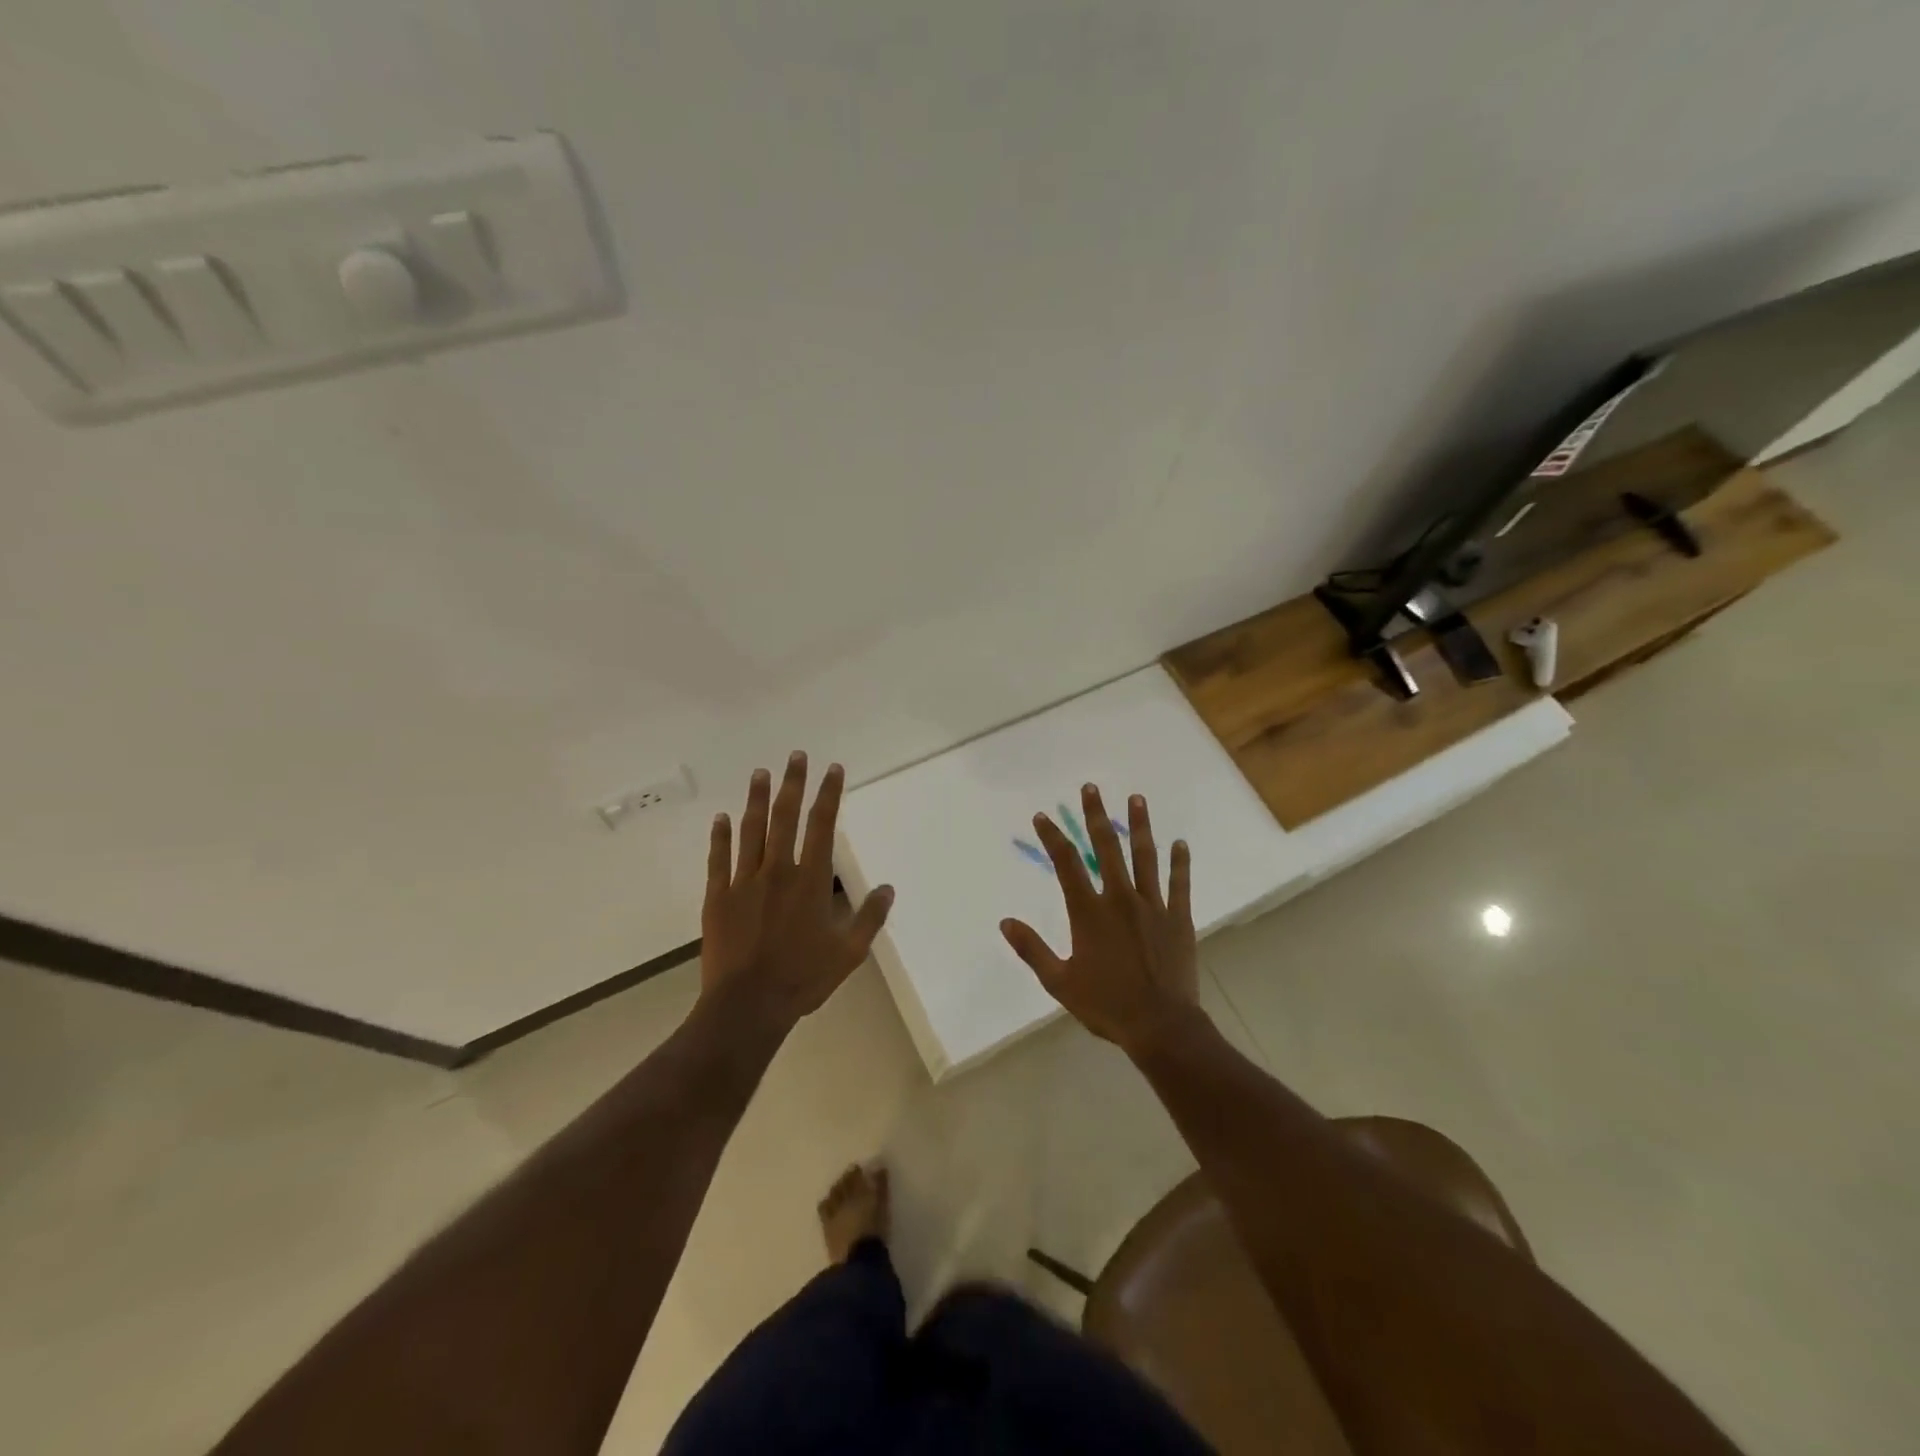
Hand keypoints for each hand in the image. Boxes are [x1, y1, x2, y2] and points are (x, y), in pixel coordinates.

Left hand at [701, 752, 894, 1029]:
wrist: (747, 1005)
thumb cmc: (802, 978)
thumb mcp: (849, 953)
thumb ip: (869, 918)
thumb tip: (887, 887)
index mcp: (810, 881)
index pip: (822, 826)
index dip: (829, 794)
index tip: (832, 769)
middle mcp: (777, 871)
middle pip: (786, 818)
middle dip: (793, 784)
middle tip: (796, 756)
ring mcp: (744, 882)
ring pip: (751, 830)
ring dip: (757, 799)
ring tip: (760, 773)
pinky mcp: (718, 898)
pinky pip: (718, 859)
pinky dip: (719, 837)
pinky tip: (721, 818)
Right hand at [1000, 784, 1199, 1056]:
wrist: (1160, 1026)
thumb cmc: (1106, 1005)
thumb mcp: (1059, 982)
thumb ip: (1032, 949)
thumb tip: (1004, 923)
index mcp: (1089, 912)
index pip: (1066, 864)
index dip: (1052, 837)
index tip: (1043, 816)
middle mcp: (1119, 899)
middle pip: (1106, 848)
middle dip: (1096, 816)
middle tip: (1091, 788)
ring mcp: (1152, 906)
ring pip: (1145, 857)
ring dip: (1140, 826)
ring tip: (1137, 799)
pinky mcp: (1178, 918)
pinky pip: (1179, 884)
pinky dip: (1180, 863)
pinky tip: (1180, 844)